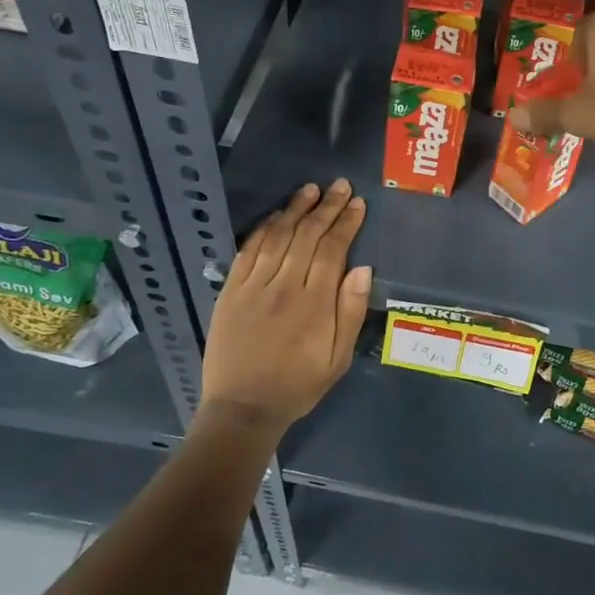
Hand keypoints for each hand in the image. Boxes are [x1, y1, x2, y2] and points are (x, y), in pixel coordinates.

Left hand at [199, 180, 371, 435]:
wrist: (242, 408)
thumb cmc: (298, 385)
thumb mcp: (337, 359)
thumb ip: (350, 312)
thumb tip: (362, 268)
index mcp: (314, 303)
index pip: (333, 249)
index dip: (346, 223)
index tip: (357, 203)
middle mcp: (284, 286)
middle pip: (307, 235)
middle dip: (326, 207)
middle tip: (340, 185)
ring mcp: (254, 286)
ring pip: (278, 236)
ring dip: (295, 209)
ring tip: (310, 189)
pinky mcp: (231, 291)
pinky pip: (249, 251)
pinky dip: (264, 229)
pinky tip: (276, 215)